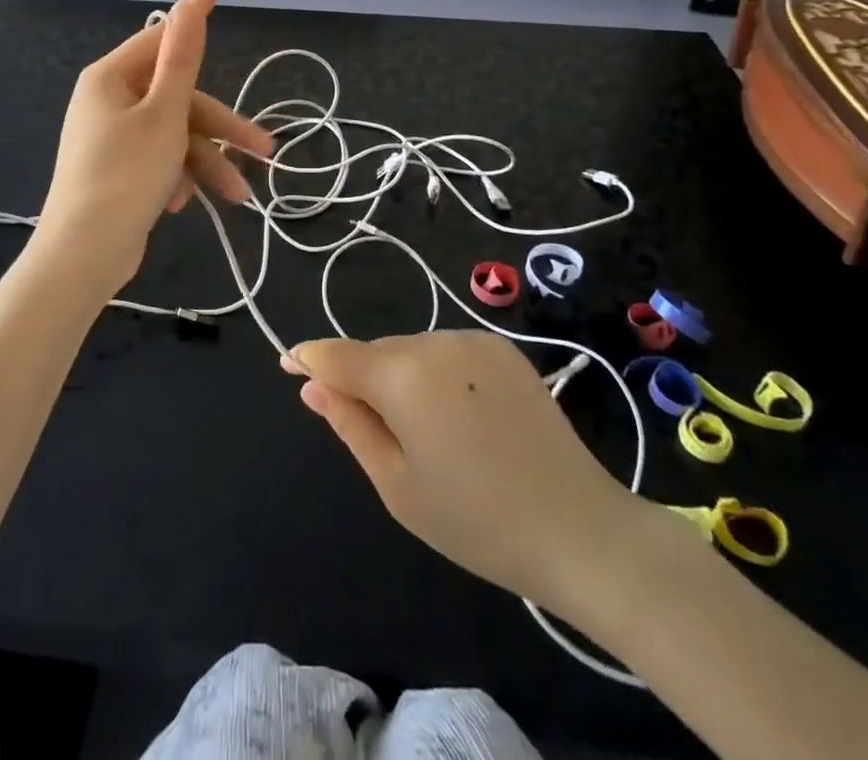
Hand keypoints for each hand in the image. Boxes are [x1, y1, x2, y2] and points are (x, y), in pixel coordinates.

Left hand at [37, 0, 270, 290]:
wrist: (83, 256)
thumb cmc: (126, 176)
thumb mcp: (164, 114)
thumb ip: (182, 58)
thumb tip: (188, 0)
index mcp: (110, 78)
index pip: (160, 38)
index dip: (194, 21)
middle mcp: (108, 101)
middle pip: (177, 99)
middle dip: (220, 128)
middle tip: (264, 151)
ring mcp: (111, 138)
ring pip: (174, 135)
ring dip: (206, 162)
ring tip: (238, 197)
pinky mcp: (118, 170)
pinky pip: (159, 160)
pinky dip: (178, 177)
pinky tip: (184, 204)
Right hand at [285, 331, 650, 617]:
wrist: (580, 528)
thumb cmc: (476, 520)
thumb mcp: (396, 484)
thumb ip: (348, 424)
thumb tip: (311, 384)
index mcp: (402, 374)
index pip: (336, 354)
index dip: (308, 358)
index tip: (287, 365)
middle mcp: (434, 340)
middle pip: (377, 353)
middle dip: (364, 381)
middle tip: (380, 437)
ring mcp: (472, 339)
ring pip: (411, 350)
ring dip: (402, 378)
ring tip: (429, 435)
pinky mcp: (503, 347)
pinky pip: (448, 352)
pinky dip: (438, 375)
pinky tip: (461, 417)